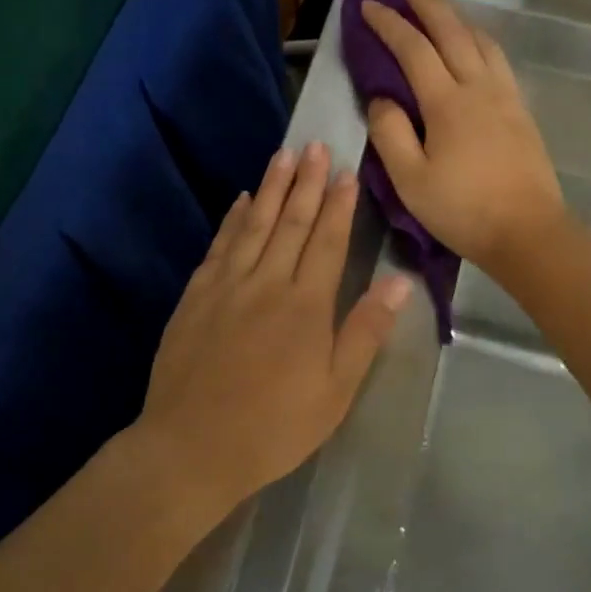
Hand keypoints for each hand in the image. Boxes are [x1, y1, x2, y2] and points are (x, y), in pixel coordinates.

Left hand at [137, 142, 410, 514]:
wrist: (192, 446)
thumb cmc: (275, 426)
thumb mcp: (335, 391)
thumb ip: (365, 331)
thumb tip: (398, 282)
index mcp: (306, 305)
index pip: (328, 242)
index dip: (339, 205)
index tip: (346, 172)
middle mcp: (267, 283)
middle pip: (292, 223)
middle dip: (307, 182)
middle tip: (316, 145)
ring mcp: (227, 286)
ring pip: (255, 225)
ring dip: (272, 188)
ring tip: (284, 155)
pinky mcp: (196, 296)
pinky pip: (219, 246)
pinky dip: (232, 220)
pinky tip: (242, 200)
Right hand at [359, 0, 566, 273]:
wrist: (528, 232)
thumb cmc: (463, 211)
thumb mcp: (410, 180)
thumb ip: (389, 134)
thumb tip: (381, 98)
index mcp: (447, 102)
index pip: (413, 49)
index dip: (389, 24)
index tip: (368, 5)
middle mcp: (479, 87)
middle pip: (452, 31)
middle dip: (426, 3)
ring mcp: (505, 96)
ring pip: (481, 40)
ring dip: (457, 17)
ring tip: (439, 7)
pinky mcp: (521, 111)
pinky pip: (498, 59)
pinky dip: (480, 39)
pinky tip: (476, 45)